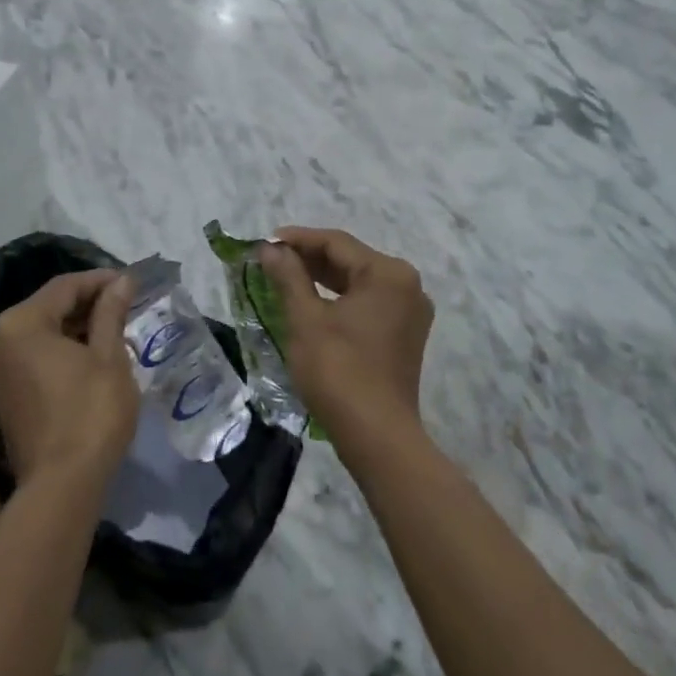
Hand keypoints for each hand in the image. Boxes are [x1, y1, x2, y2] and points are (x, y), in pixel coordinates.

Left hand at [0, 270, 138, 487]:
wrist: (62, 486)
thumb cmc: (90, 413)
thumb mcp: (109, 356)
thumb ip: (111, 312)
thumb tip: (122, 281)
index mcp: (19, 324)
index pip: (64, 287)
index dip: (100, 280)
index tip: (131, 281)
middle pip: (48, 307)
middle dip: (87, 303)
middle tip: (125, 304)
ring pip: (40, 333)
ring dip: (74, 327)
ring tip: (113, 327)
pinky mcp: (0, 395)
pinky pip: (31, 357)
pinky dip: (59, 350)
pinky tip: (89, 354)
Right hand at [258, 227, 433, 447]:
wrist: (377, 436)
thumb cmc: (338, 370)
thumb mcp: (306, 319)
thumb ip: (288, 276)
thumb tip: (270, 248)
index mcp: (388, 273)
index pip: (336, 243)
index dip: (298, 239)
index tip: (265, 241)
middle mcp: (407, 285)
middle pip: (351, 260)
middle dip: (309, 258)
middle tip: (271, 260)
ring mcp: (410, 311)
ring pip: (359, 282)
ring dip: (323, 279)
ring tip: (285, 278)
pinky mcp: (405, 334)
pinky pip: (368, 303)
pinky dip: (340, 299)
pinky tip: (312, 303)